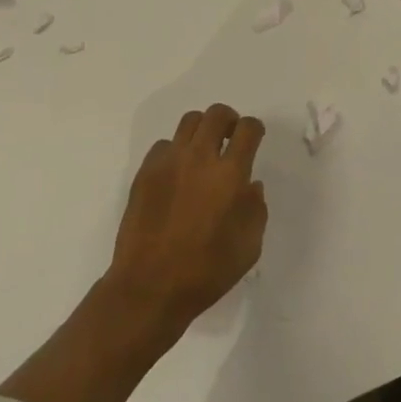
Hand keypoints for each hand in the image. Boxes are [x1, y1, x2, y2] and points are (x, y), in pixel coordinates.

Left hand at [106, 103, 268, 336]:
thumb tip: (250, 186)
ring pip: (189, 122)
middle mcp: (200, 157)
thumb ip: (256, 209)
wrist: (149, 287)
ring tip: (203, 152)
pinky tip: (177, 174)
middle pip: (216, 114)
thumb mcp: (249, 246)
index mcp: (230, 173)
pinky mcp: (144, 173)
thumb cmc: (207, 271)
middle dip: (229, 120)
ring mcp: (168, 162)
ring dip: (202, 130)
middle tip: (230, 139)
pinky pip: (164, 145)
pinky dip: (175, 151)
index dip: (255, 128)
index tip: (254, 138)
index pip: (248, 128)